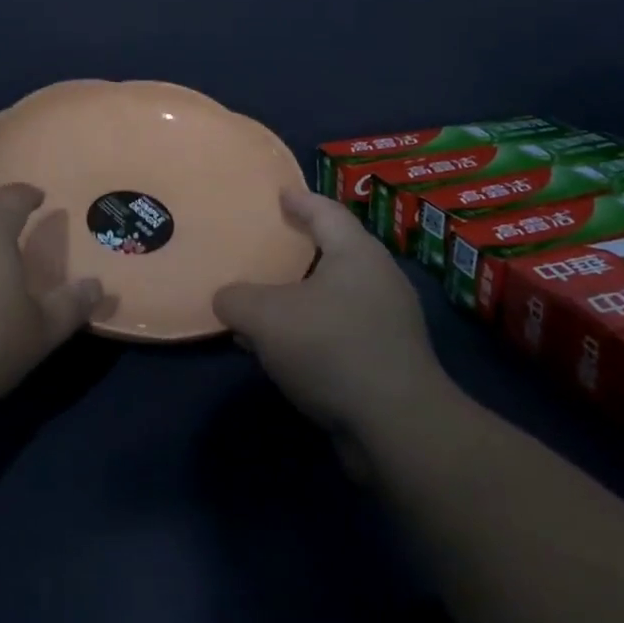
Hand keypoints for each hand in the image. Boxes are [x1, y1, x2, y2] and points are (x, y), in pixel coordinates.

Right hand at [213, 190, 451, 445]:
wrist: (398, 428)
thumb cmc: (331, 349)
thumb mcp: (265, 318)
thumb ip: (236, 299)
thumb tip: (226, 299)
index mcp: (357, 253)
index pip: (326, 211)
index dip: (300, 200)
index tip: (280, 193)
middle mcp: (379, 279)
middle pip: (336, 250)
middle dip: (302, 248)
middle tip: (270, 245)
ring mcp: (390, 322)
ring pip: (336, 295)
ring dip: (302, 296)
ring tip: (268, 302)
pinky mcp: (390, 360)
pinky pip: (342, 330)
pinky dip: (313, 330)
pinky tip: (286, 350)